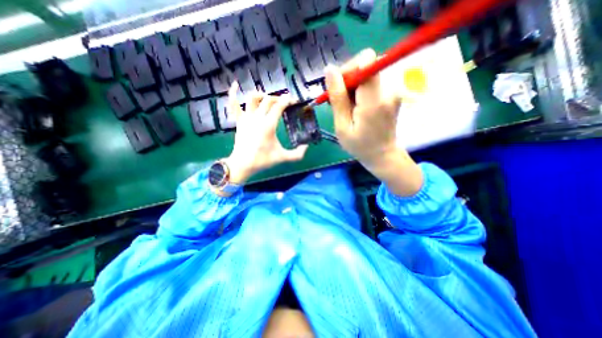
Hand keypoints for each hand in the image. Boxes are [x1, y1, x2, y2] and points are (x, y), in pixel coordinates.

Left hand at [222, 83, 310, 185]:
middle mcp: (257, 118)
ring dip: (262, 95)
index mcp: (268, 125)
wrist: (243, 164)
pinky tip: (235, 85)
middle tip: (284, 103)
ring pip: (253, 98)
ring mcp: (246, 118)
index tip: (293, 100)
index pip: (279, 106)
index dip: (288, 100)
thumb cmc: (263, 160)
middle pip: (268, 100)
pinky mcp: (239, 121)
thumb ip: (297, 154)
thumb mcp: (283, 158)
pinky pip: (233, 104)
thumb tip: (306, 147)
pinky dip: (233, 93)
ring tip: (268, 99)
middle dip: (278, 98)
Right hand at [325, 48, 421, 195]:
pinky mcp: (392, 93)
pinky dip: (360, 91)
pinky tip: (356, 107)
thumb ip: (337, 98)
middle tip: (340, 102)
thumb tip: (330, 70)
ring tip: (348, 108)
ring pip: (367, 74)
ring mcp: (393, 90)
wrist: (382, 155)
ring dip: (353, 88)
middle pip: (365, 66)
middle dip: (348, 80)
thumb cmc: (359, 145)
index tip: (339, 87)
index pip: (366, 60)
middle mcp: (388, 90)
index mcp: (374, 100)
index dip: (349, 69)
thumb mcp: (342, 126)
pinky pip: (372, 82)